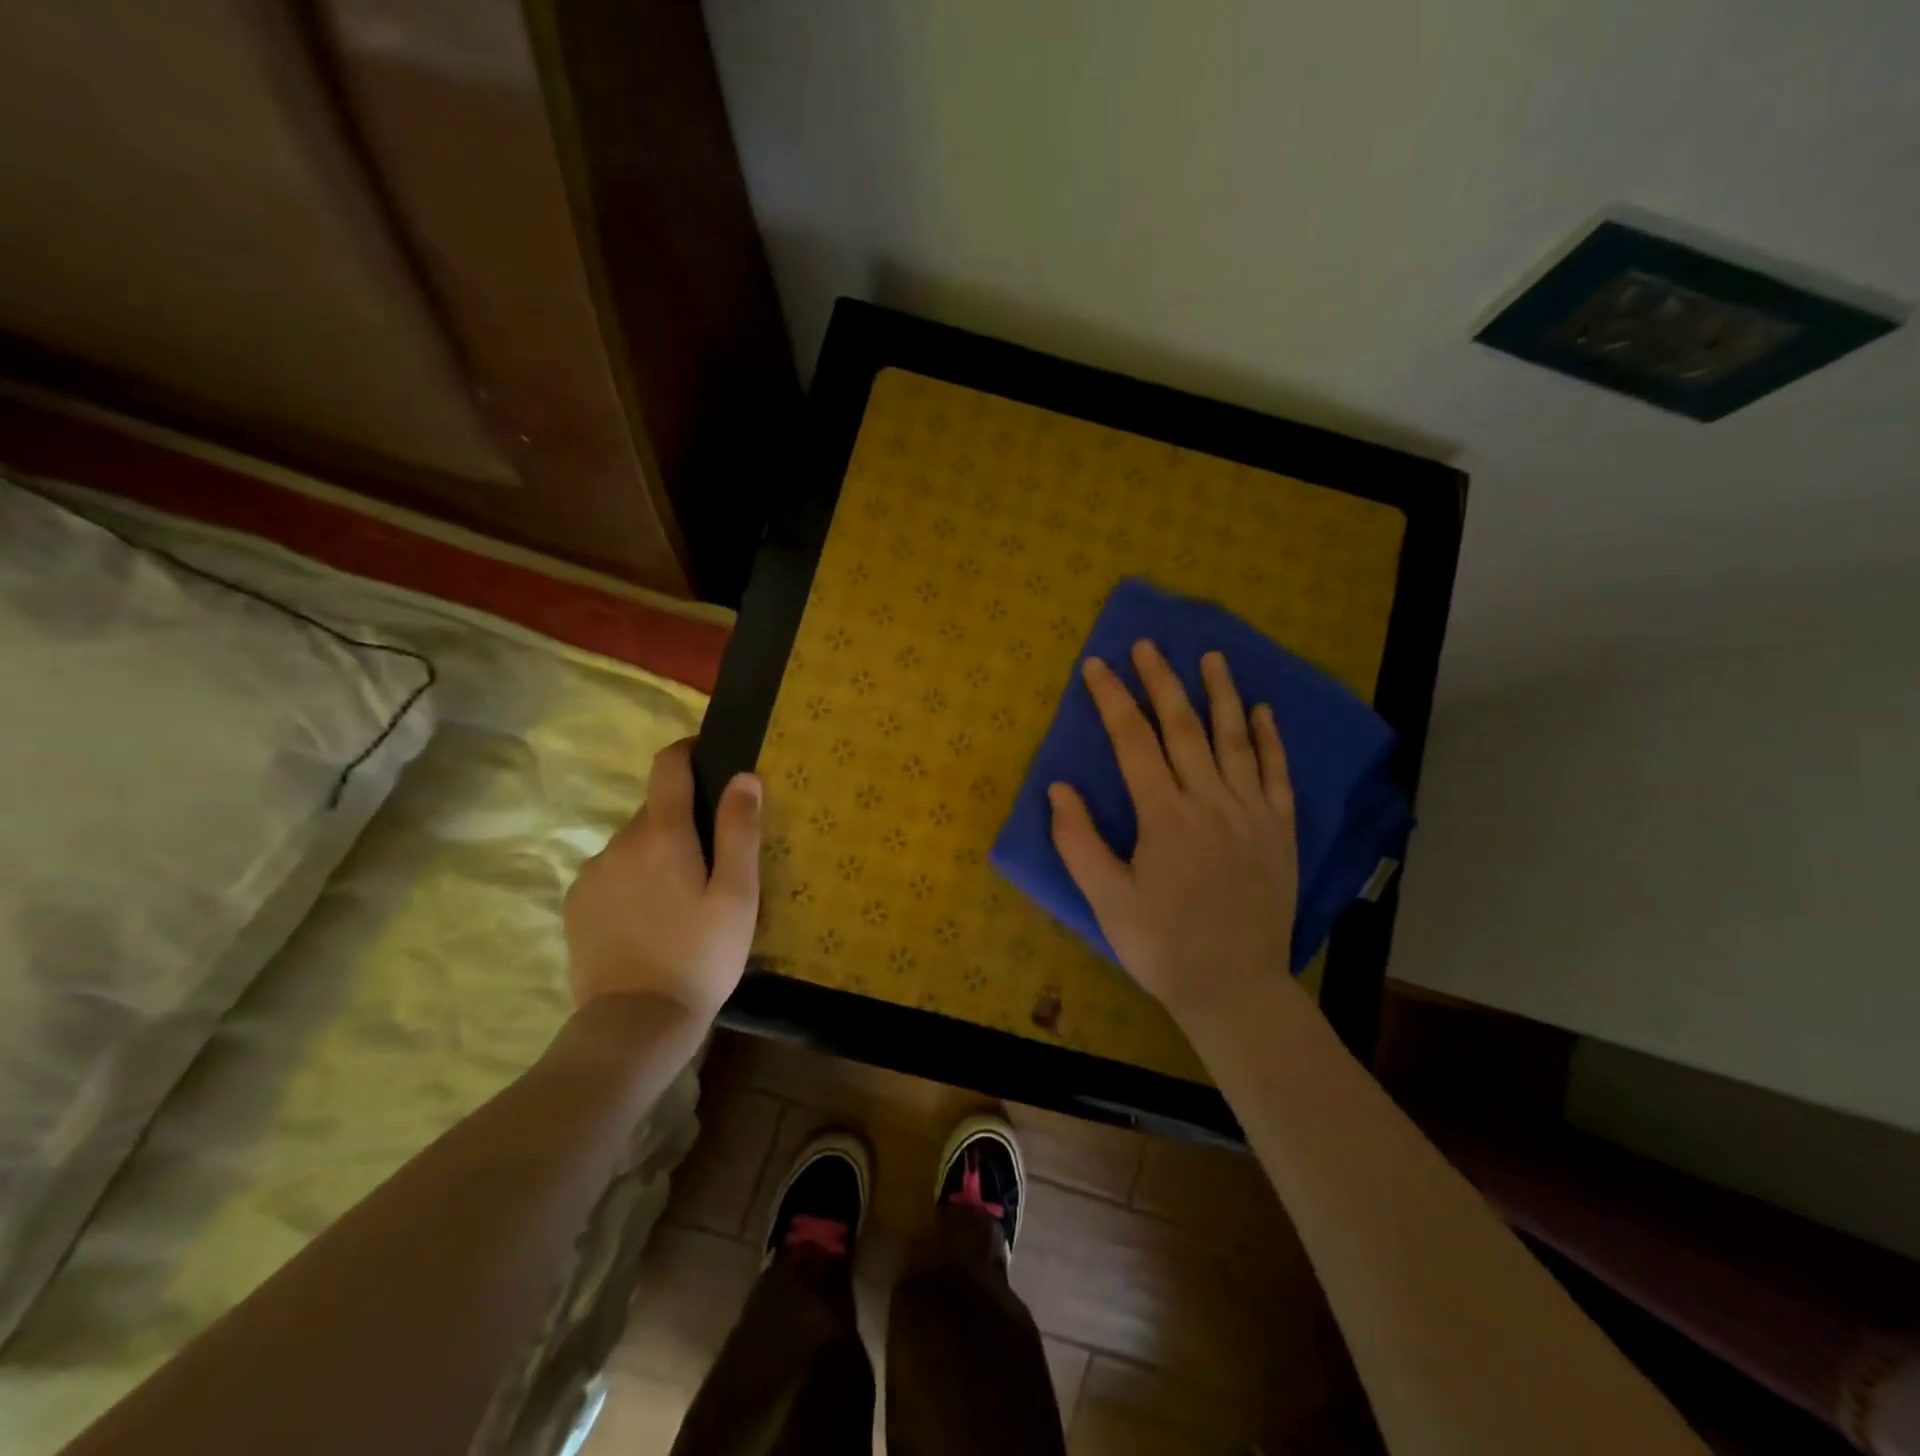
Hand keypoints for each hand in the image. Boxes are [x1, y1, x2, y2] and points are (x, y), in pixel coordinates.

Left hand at [563, 739, 761, 1023]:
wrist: (635, 1024)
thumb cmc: (701, 955)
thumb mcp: (737, 894)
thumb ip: (740, 830)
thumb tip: (743, 776)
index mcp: (662, 833)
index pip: (668, 766)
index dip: (687, 752)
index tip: (707, 758)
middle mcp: (619, 842)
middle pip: (654, 810)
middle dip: (682, 821)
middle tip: (712, 862)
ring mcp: (592, 874)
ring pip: (633, 844)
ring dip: (657, 853)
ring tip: (681, 899)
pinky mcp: (576, 904)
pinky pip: (611, 873)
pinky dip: (632, 880)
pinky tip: (650, 920)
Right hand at [1048, 641, 1299, 1025]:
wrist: (1234, 987)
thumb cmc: (1162, 945)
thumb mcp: (1107, 901)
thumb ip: (1079, 842)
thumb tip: (1058, 788)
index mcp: (1164, 816)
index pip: (1133, 742)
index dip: (1112, 699)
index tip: (1096, 665)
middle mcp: (1210, 802)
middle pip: (1182, 727)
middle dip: (1161, 681)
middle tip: (1147, 644)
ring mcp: (1250, 812)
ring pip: (1234, 739)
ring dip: (1220, 694)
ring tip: (1210, 656)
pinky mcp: (1279, 829)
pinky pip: (1277, 773)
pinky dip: (1269, 739)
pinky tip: (1263, 711)